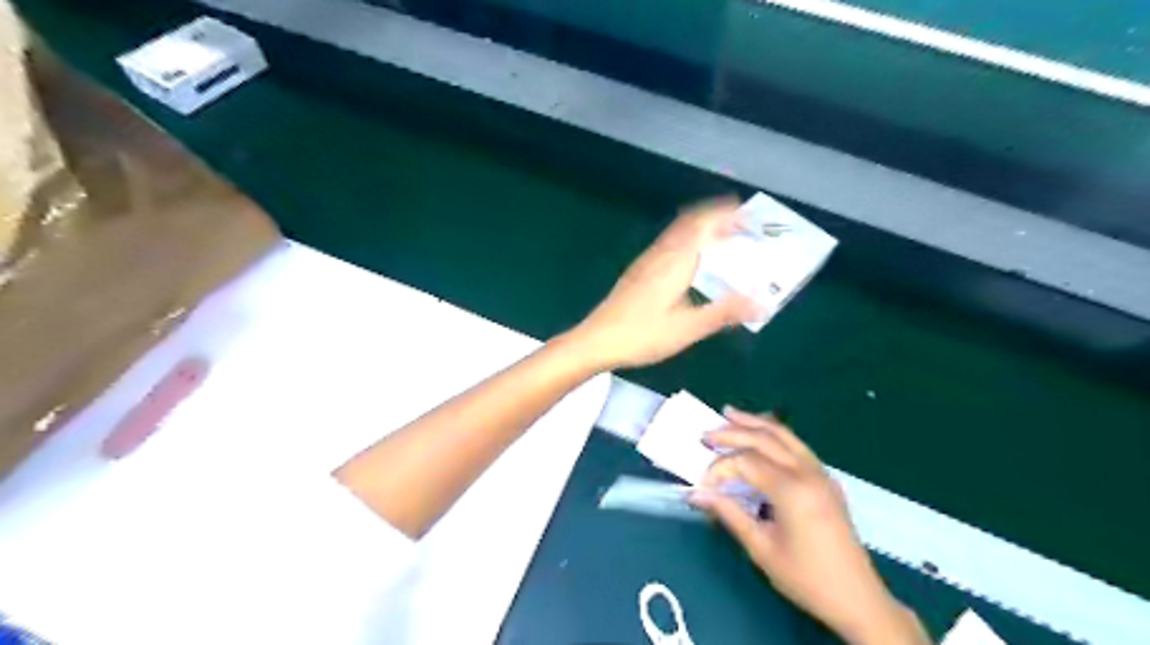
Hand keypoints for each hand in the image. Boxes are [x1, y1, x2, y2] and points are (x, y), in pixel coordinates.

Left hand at [568, 195, 760, 370]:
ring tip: (724, 240)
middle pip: (690, 221)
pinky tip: (693, 262)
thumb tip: (763, 304)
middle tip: (742, 226)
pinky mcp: (638, 271)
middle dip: (717, 217)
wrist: (597, 340)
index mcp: (675, 260)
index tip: (749, 216)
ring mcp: (647, 261)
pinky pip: (669, 244)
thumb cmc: (643, 334)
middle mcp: (660, 253)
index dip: (726, 214)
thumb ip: (725, 312)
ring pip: (678, 232)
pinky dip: (688, 241)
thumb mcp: (688, 328)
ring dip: (702, 229)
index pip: (703, 223)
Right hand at [690, 409, 922, 644]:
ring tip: (730, 413)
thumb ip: (728, 514)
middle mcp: (808, 473)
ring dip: (755, 423)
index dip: (720, 469)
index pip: (746, 462)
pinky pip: (797, 446)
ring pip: (785, 435)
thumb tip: (696, 494)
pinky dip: (775, 434)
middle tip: (706, 434)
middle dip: (733, 432)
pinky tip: (762, 433)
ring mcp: (821, 473)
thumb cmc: (806, 578)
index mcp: (792, 490)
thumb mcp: (761, 548)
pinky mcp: (826, 480)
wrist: (858, 599)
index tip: (702, 486)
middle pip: (765, 438)